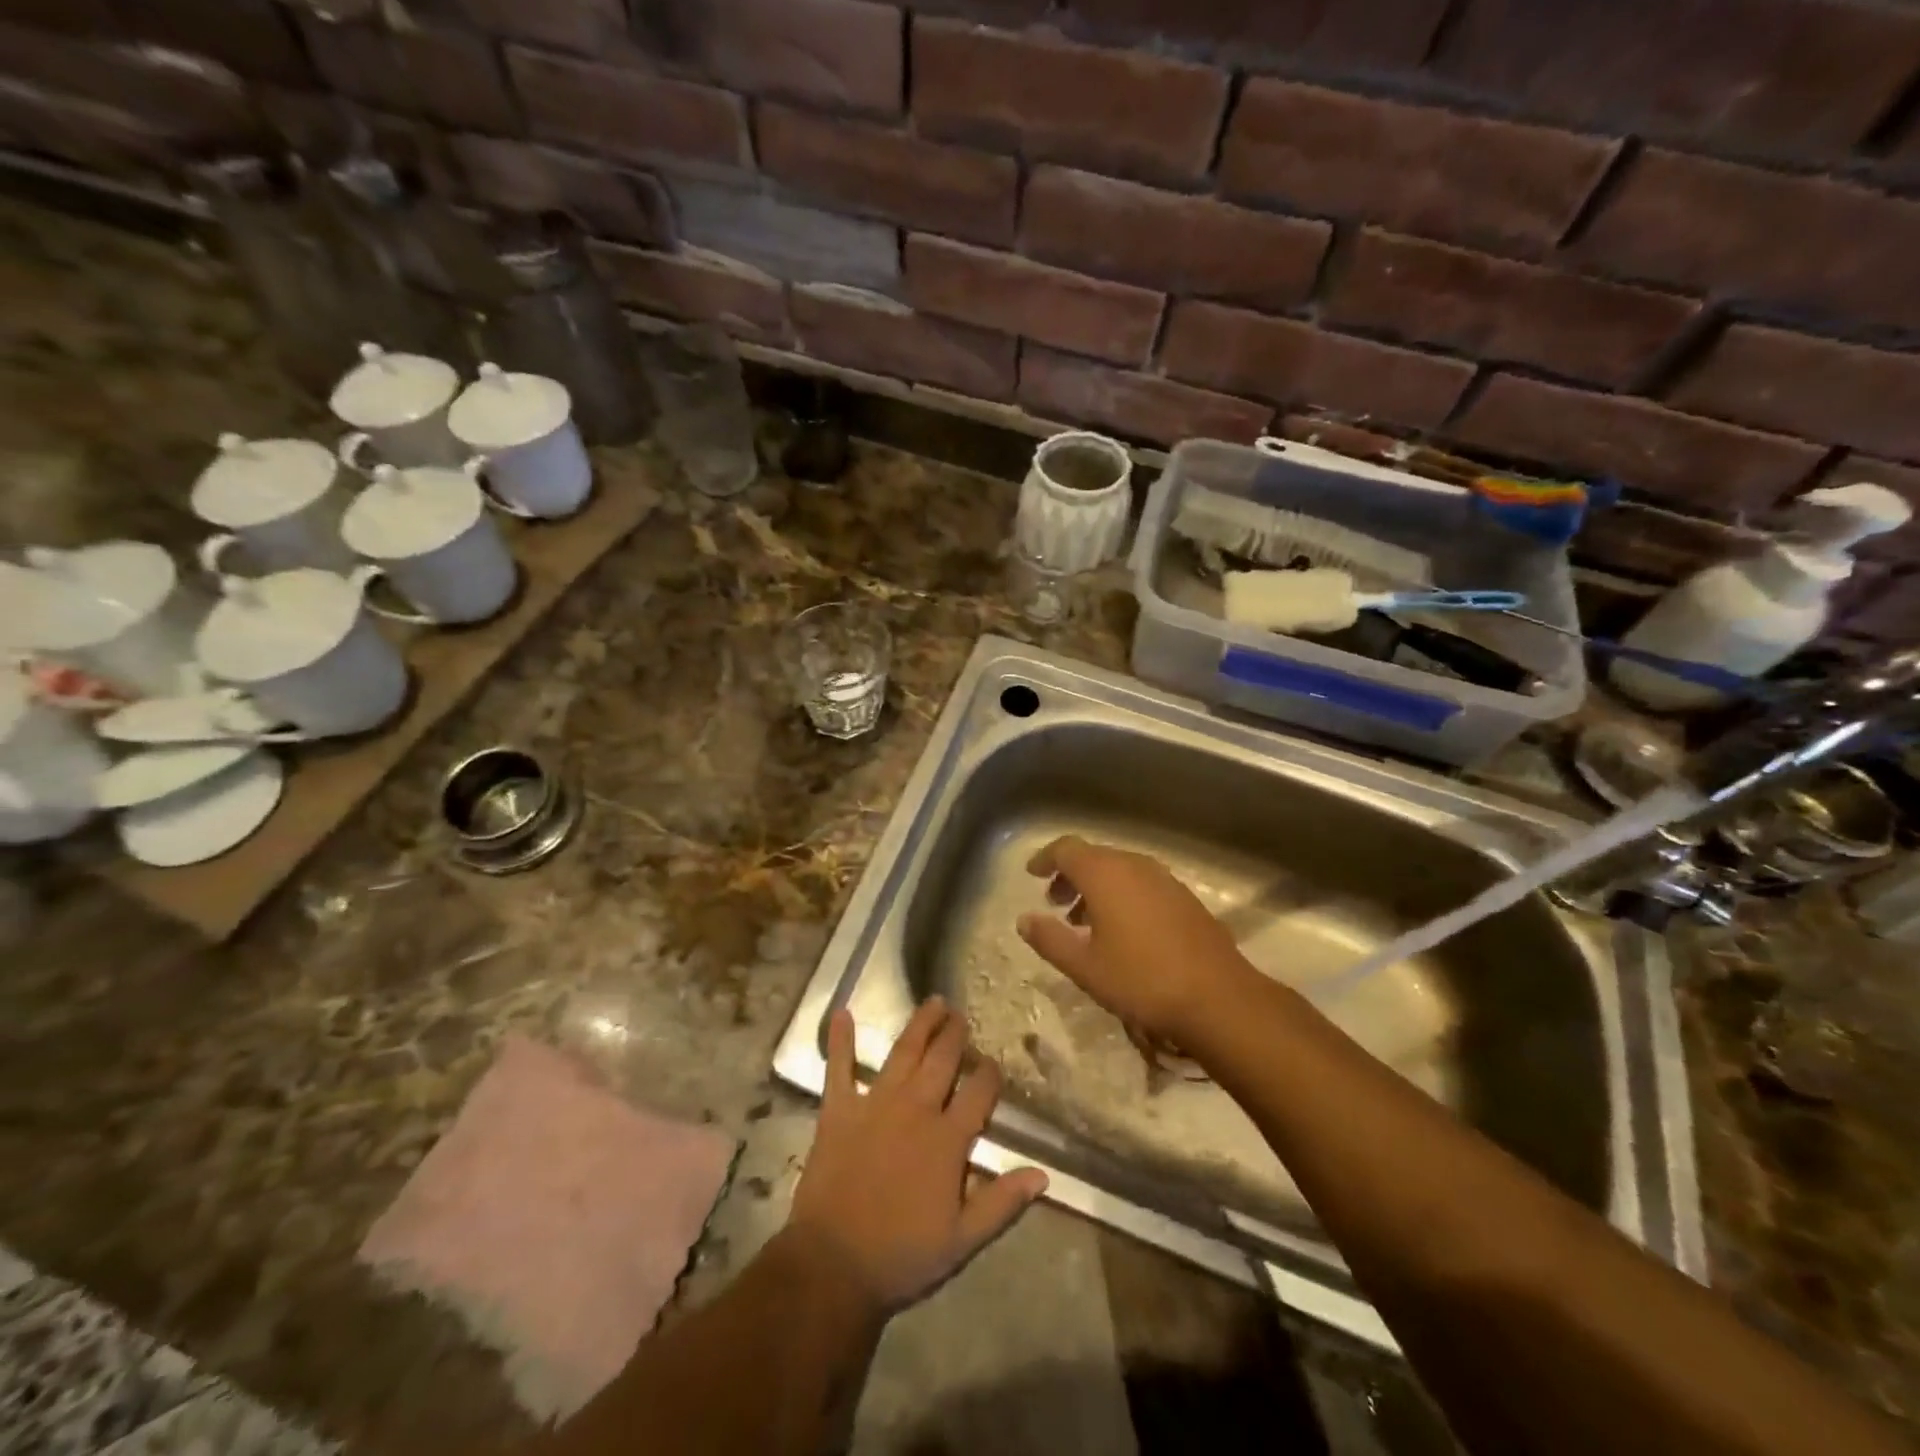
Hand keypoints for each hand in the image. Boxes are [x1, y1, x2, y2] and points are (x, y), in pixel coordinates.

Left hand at [787, 1000, 1048, 1319]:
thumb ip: (1002, 1202)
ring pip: (903, 1052)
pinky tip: (842, 1012)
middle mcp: (915, 1109)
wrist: (833, 1265)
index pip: (978, 1093)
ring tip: (933, 1002)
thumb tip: (1042, 1174)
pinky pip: (839, 1067)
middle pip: (942, 1060)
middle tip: (961, 1015)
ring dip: (920, 1025)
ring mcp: (875, 1104)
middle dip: (955, 1035)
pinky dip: (841, 1040)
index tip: (993, 1064)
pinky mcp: (839, 1110)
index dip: (989, 1075)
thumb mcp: (963, 1240)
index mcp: (947, 1139)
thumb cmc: (902, 1255)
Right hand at [1015, 835, 1253, 1046]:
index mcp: (1105, 874)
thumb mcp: (1084, 966)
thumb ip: (1049, 939)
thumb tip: (1024, 919)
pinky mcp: (1185, 897)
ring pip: (1120, 869)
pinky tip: (1122, 930)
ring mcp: (1164, 879)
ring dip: (1096, 886)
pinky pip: (1142, 883)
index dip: (1046, 859)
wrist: (1218, 998)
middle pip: (1094, 856)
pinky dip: (1122, 894)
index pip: (1066, 849)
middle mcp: (1135, 866)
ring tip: (1083, 920)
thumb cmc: (1141, 980)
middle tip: (1054, 901)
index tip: (1032, 874)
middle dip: (1070, 875)